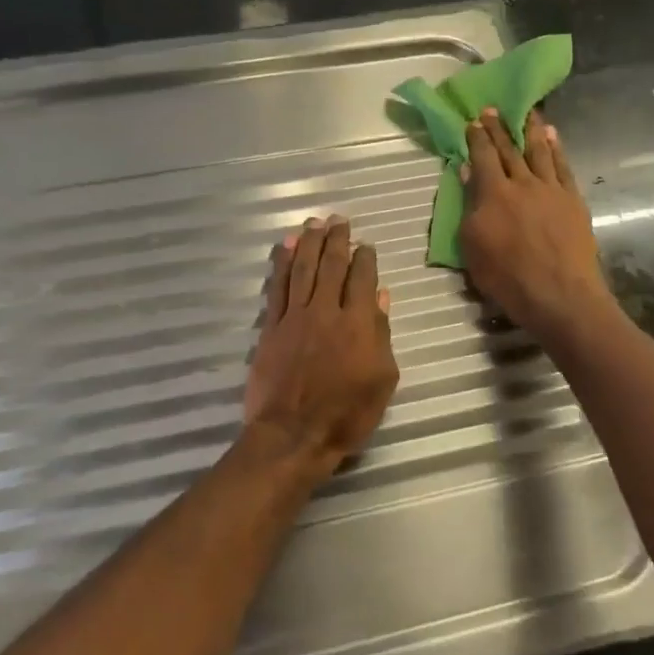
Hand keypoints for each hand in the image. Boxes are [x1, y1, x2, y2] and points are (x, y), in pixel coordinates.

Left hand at [244, 215, 398, 473]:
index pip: (362, 279)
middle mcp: (326, 311)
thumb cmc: (346, 415)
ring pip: (303, 269)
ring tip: (313, 223)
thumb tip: (380, 296)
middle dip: (336, 240)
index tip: (366, 245)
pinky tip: (285, 247)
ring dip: (309, 243)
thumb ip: (381, 334)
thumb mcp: (381, 380)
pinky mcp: (272, 327)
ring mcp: (295, 317)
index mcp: (358, 324)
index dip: (365, 259)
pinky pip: (277, 287)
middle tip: (338, 220)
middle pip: (331, 266)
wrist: (293, 435)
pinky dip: (281, 264)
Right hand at [459, 108, 614, 341]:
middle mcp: (523, 184)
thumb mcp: (473, 246)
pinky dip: (557, 149)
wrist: (559, 295)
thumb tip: (469, 173)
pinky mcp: (573, 200)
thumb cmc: (507, 277)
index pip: (483, 157)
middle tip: (493, 110)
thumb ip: (470, 207)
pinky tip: (553, 138)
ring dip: (532, 130)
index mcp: (494, 194)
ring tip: (528, 113)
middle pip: (510, 149)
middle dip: (499, 128)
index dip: (477, 138)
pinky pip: (563, 166)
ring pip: (540, 151)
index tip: (472, 121)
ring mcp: (552, 190)